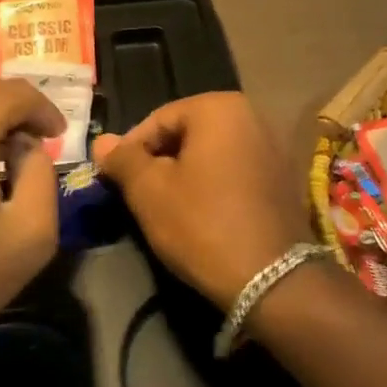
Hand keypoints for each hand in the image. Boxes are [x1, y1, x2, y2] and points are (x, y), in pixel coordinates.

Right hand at [95, 92, 314, 310]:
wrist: (272, 279)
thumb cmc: (203, 224)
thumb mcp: (150, 192)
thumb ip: (123, 160)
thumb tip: (102, 142)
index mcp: (219, 107)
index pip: (158, 119)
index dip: (131, 150)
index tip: (115, 181)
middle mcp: (251, 114)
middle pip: (188, 133)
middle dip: (160, 161)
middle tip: (139, 196)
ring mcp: (272, 144)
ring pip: (212, 153)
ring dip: (187, 174)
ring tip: (167, 208)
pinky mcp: (283, 175)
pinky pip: (236, 169)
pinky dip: (214, 184)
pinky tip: (203, 214)